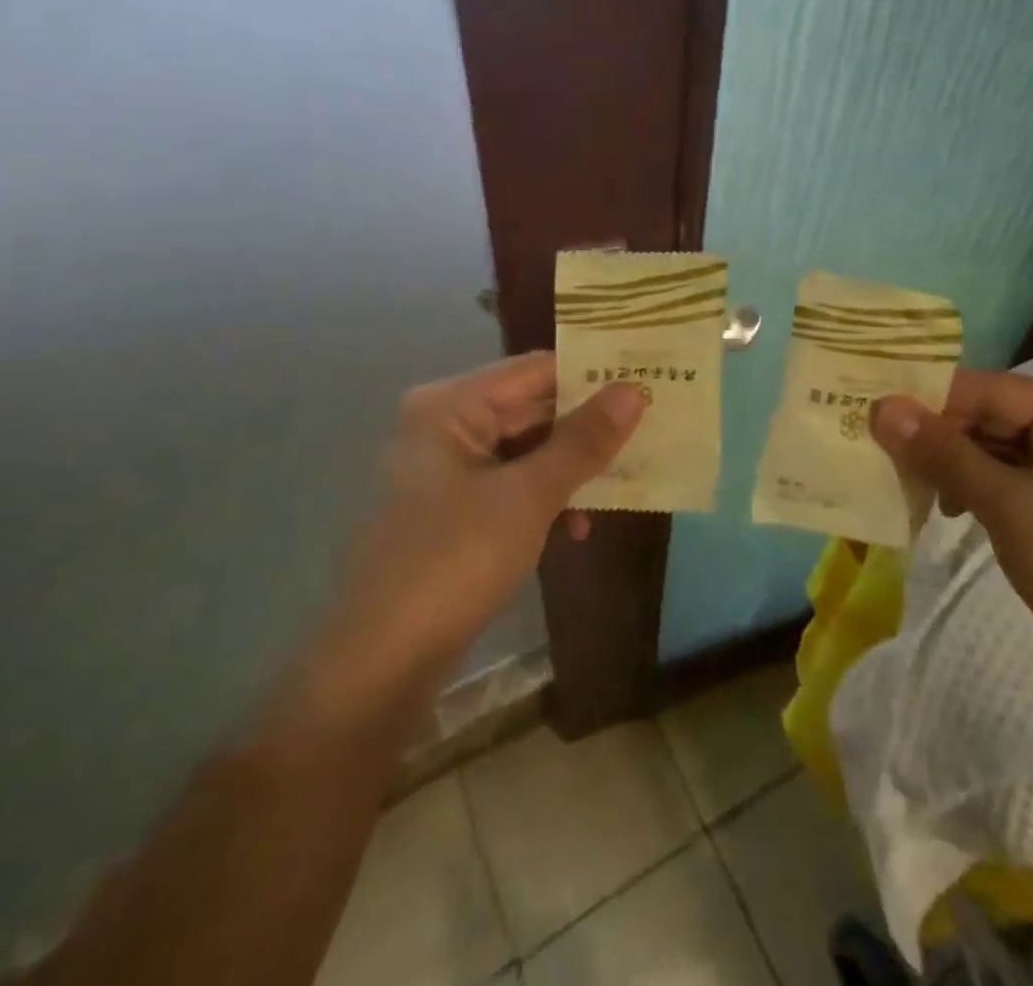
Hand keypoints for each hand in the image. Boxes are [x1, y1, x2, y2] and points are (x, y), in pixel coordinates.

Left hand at [300, 354, 643, 718]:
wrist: (382, 663)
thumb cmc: (454, 560)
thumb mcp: (529, 496)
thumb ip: (583, 440)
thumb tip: (634, 390)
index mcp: (451, 406)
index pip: (536, 370)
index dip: (592, 375)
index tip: (646, 381)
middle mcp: (445, 426)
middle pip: (532, 409)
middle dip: (587, 426)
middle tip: (651, 428)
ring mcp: (447, 470)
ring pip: (527, 451)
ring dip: (572, 468)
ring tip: (626, 481)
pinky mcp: (455, 511)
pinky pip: (513, 486)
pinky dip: (546, 499)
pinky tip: (578, 528)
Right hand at [872, 370, 1032, 697]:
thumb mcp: (1009, 505)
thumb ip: (943, 452)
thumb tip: (880, 406)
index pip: (986, 389)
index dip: (926, 398)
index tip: (868, 408)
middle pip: (987, 416)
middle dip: (933, 433)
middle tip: (872, 444)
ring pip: (990, 449)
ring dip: (946, 462)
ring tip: (897, 477)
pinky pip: (1002, 479)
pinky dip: (968, 487)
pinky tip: (939, 505)